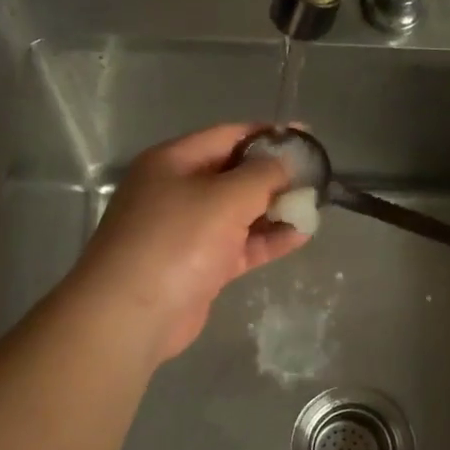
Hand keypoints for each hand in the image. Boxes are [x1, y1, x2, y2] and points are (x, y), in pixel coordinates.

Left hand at [70, 124, 307, 362]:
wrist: (131, 315)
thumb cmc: (176, 241)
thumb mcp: (224, 197)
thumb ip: (262, 175)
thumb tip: (286, 161)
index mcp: (173, 161)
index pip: (228, 135)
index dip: (269, 135)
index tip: (308, 137)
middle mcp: (178, 190)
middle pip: (234, 174)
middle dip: (275, 174)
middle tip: (318, 175)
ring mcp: (188, 231)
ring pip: (239, 212)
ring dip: (275, 208)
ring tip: (315, 205)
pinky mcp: (199, 266)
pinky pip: (239, 244)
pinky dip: (267, 239)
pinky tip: (300, 235)